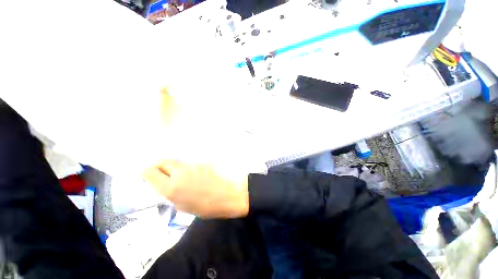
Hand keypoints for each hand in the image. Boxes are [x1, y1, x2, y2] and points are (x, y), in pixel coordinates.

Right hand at [143, 161, 249, 218]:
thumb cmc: (204, 206)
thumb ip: (169, 192)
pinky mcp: (201, 162)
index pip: (149, 172)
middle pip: (162, 161)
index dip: (146, 173)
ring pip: (177, 162)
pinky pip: (189, 164)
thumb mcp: (181, 205)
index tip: (148, 176)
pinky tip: (195, 175)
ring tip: (182, 176)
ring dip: (175, 168)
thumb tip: (164, 183)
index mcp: (171, 187)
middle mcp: (179, 173)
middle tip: (163, 174)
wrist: (226, 196)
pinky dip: (187, 168)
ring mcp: (192, 165)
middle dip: (159, 167)